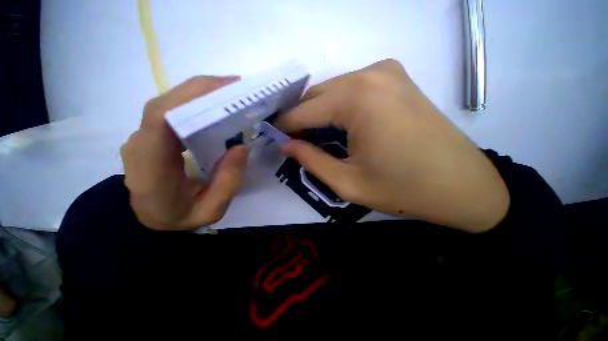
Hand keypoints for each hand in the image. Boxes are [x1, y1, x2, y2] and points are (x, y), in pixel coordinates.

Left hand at [121, 76, 248, 230]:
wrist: (148, 222)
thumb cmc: (179, 219)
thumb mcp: (211, 210)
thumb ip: (228, 182)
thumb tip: (241, 147)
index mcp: (151, 168)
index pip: (162, 118)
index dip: (191, 96)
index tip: (227, 89)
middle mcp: (140, 144)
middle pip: (166, 103)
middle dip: (203, 89)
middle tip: (238, 89)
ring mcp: (142, 137)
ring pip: (169, 104)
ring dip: (200, 94)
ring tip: (231, 95)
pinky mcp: (151, 135)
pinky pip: (172, 111)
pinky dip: (194, 103)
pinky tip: (214, 107)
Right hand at [278, 60, 509, 232]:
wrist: (463, 185)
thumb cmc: (403, 189)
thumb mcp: (347, 182)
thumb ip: (310, 159)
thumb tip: (285, 144)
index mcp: (358, 98)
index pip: (303, 110)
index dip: (284, 126)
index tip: (273, 138)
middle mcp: (370, 74)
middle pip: (317, 96)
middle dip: (301, 118)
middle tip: (294, 141)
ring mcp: (386, 72)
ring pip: (333, 91)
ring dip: (319, 113)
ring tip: (315, 137)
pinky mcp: (396, 78)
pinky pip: (352, 89)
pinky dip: (338, 107)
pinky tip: (340, 126)